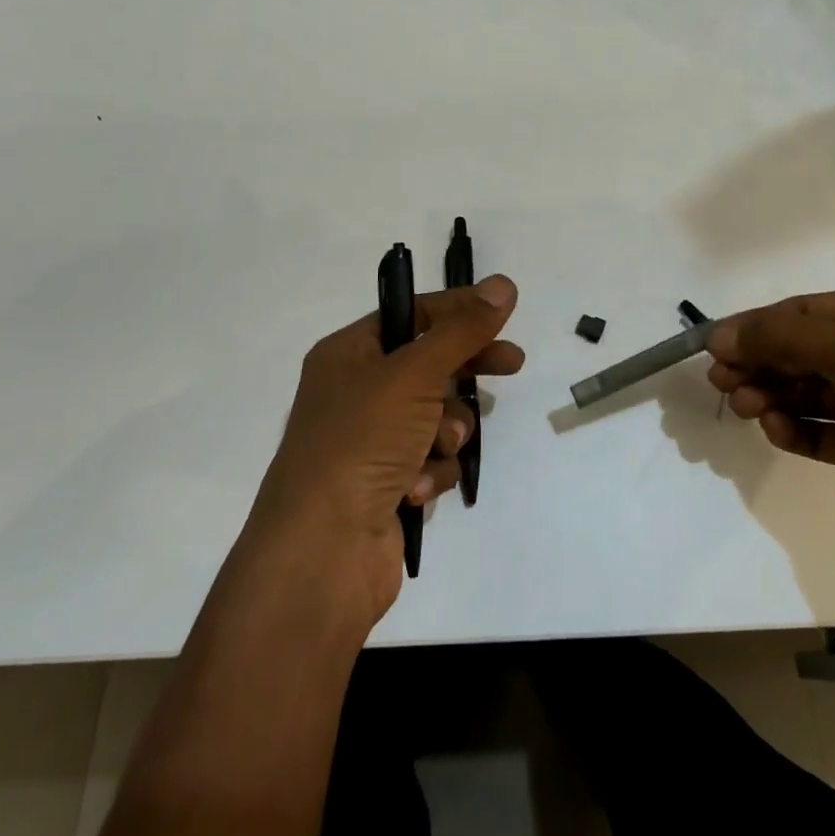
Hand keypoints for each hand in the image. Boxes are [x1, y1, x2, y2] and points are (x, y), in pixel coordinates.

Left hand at [242, 274, 522, 623]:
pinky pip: (429, 460)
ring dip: (446, 431)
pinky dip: (433, 471)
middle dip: (465, 370)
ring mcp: (370, 442)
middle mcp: (355, 392)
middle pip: (428, 365)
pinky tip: (417, 489)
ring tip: (437, 446)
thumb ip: (462, 330)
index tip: (504, 314)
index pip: (411, 316)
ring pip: (435, 417)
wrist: (322, 551)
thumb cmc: (361, 442)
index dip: (458, 312)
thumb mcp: (414, 374)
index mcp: (348, 354)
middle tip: (512, 364)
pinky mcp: (386, 484)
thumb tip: (502, 284)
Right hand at [706, 283, 834, 554]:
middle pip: (803, 352)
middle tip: (721, 382)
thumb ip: (782, 340)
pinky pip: (825, 430)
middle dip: (762, 365)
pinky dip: (797, 430)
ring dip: (773, 397)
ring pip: (810, 392)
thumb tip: (717, 335)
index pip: (805, 312)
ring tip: (744, 407)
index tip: (713, 346)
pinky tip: (776, 430)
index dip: (757, 327)